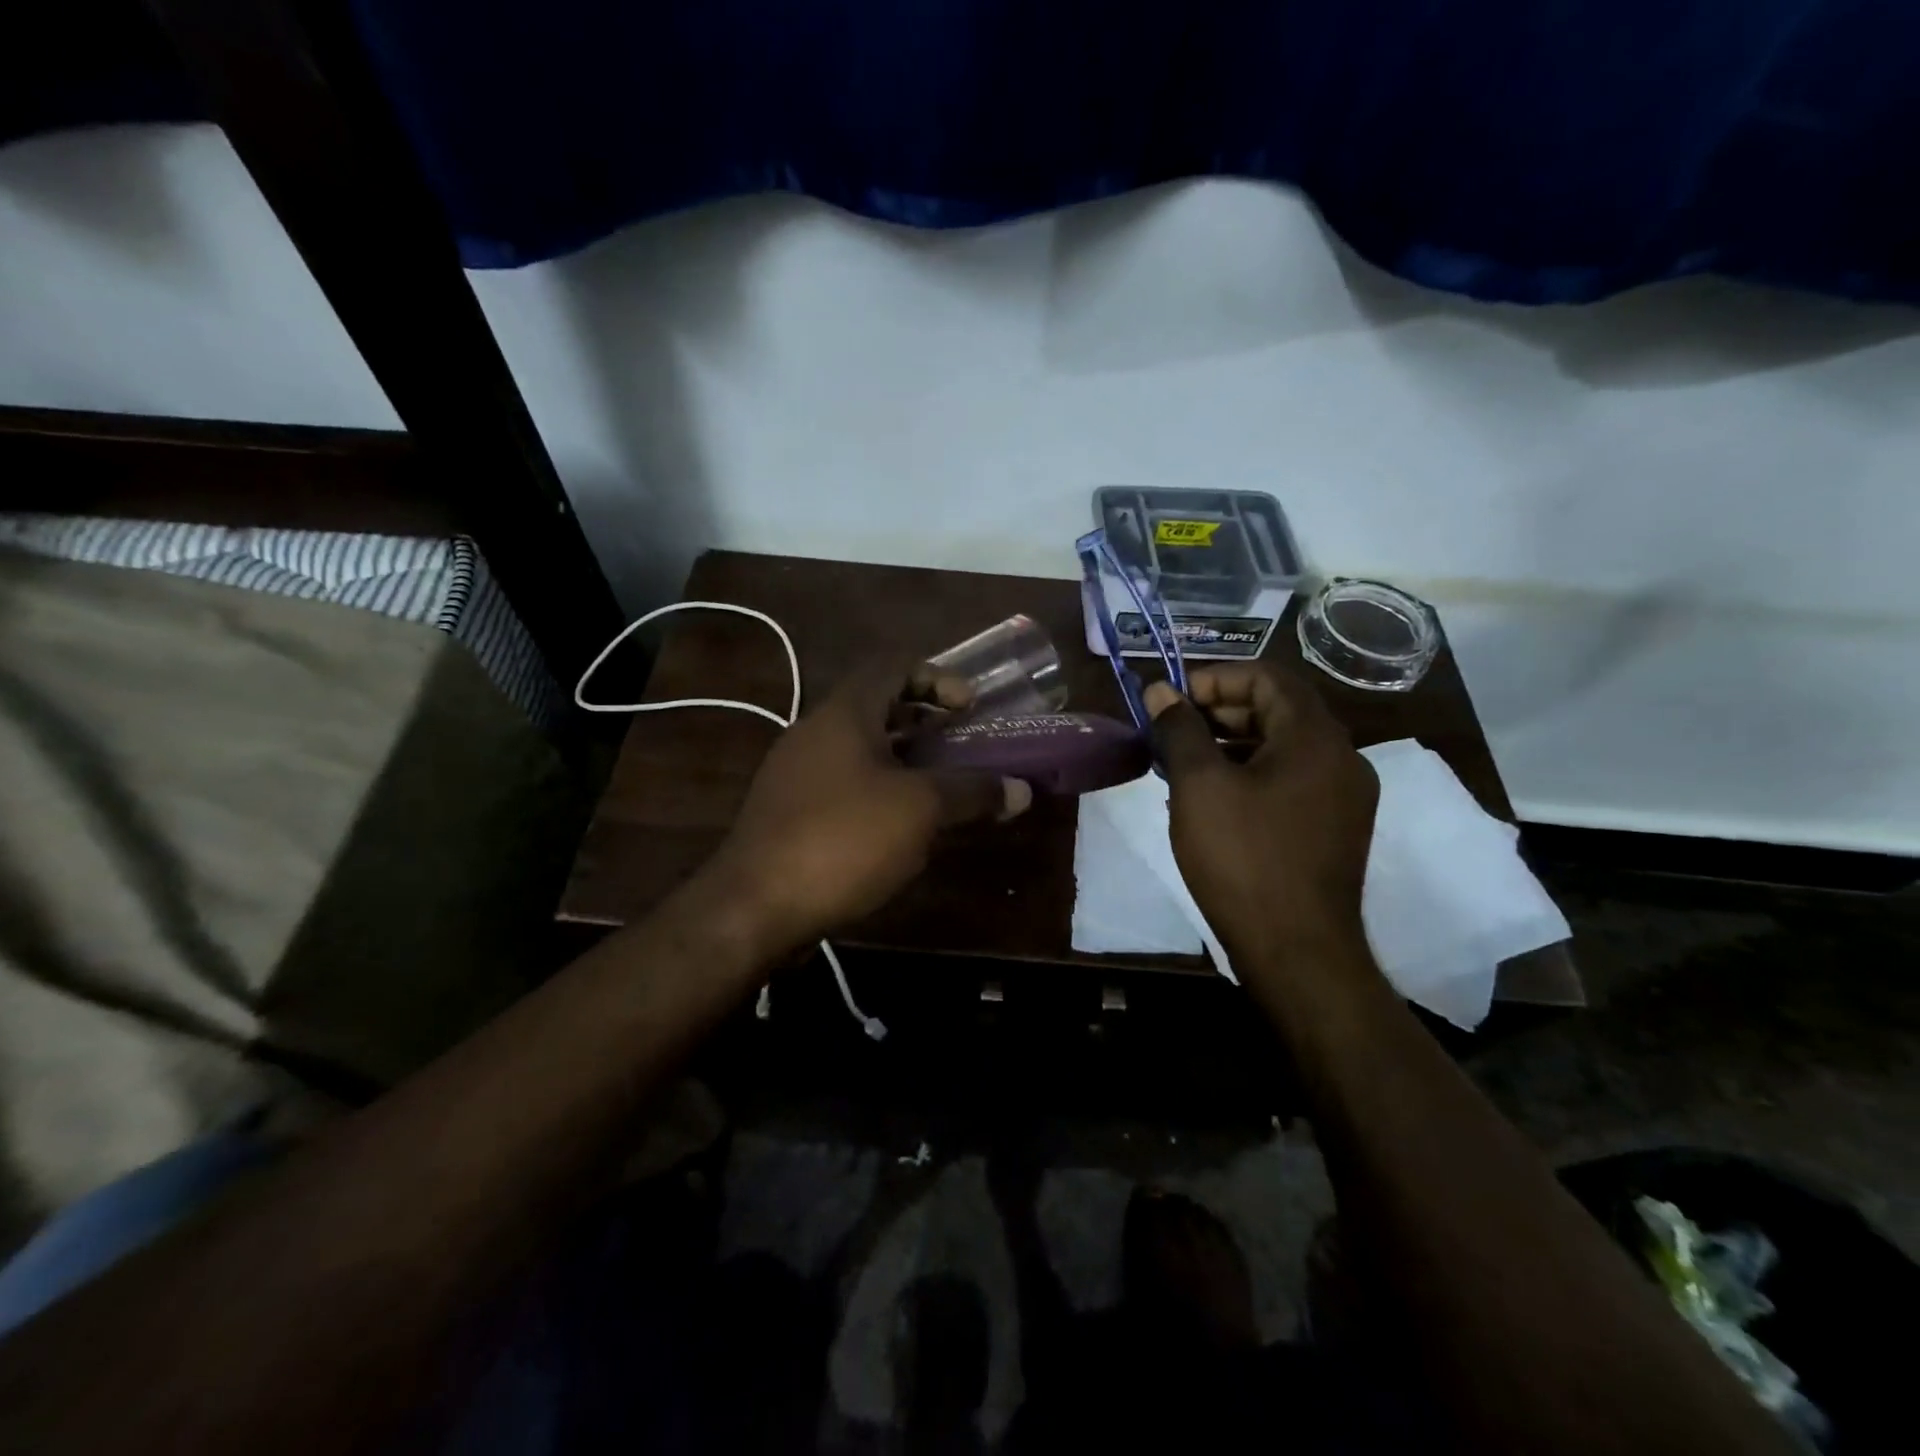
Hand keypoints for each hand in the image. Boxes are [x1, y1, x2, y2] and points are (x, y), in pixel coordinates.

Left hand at [706, 661, 1030, 952]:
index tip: (970, 707)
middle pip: (877, 706)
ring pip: (860, 748)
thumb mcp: (920, 810)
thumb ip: (973, 792)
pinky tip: (901, 825)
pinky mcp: (788, 810)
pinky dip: (878, 788)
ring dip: (904, 758)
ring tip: (941, 785)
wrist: (755, 905)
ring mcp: (795, 772)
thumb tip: (1022, 790)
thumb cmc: (844, 839)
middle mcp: (814, 731)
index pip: (893, 665)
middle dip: (925, 719)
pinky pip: (843, 782)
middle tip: (962, 743)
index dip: (938, 677)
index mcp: (844, 713)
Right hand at [1144, 663, 1378, 965]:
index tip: (1170, 701)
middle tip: (1170, 732)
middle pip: (1277, 710)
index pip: (1267, 676)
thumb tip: (1160, 692)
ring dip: (1231, 745)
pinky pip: (1291, 781)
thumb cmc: (1243, 858)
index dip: (1214, 679)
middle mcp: (1342, 757)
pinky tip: (1212, 800)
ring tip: (1182, 765)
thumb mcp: (1199, 786)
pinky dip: (1251, 775)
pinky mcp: (1336, 828)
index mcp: (1315, 737)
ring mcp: (1345, 796)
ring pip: (1283, 748)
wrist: (1297, 951)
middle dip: (1218, 712)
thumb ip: (1179, 729)